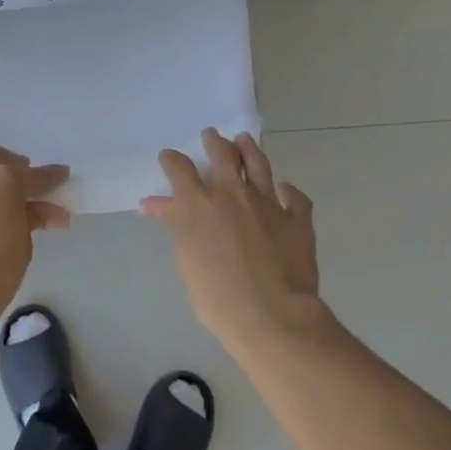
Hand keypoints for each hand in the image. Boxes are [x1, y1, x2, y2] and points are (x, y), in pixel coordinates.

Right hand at [141, 130, 328, 350]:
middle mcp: (232, 193)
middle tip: (212, 135)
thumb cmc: (216, 296)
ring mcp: (268, 203)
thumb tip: (153, 204)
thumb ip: (174, 225)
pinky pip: (295, 197)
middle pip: (222, 154)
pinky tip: (285, 189)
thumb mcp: (185, 260)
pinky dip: (288, 190)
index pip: (179, 168)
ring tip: (245, 140)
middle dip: (214, 142)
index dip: (172, 159)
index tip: (169, 157)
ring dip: (249, 149)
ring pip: (258, 164)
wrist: (270, 314)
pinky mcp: (297, 219)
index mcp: (198, 203)